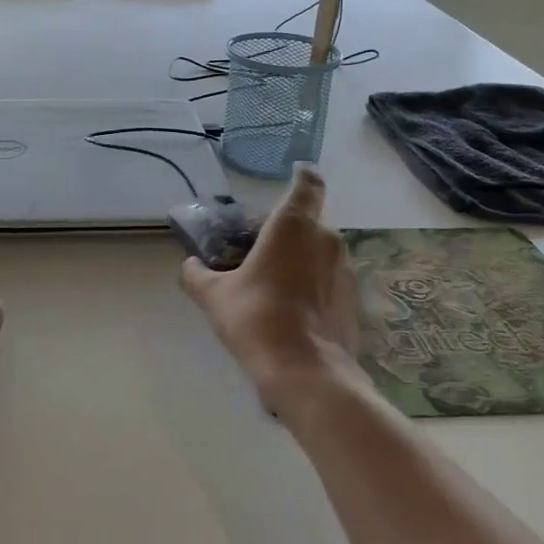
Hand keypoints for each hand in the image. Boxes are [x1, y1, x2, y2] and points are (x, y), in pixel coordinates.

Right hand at [181, 164, 359, 414]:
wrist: (305, 371)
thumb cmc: (256, 318)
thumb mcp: (214, 296)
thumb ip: (197, 275)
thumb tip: (189, 265)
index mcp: (294, 224)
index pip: (307, 183)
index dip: (302, 175)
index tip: (294, 172)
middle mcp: (326, 238)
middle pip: (311, 218)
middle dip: (290, 225)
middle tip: (263, 243)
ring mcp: (345, 269)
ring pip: (322, 249)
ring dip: (303, 254)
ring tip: (276, 277)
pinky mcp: (354, 298)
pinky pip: (331, 276)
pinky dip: (315, 280)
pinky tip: (295, 305)